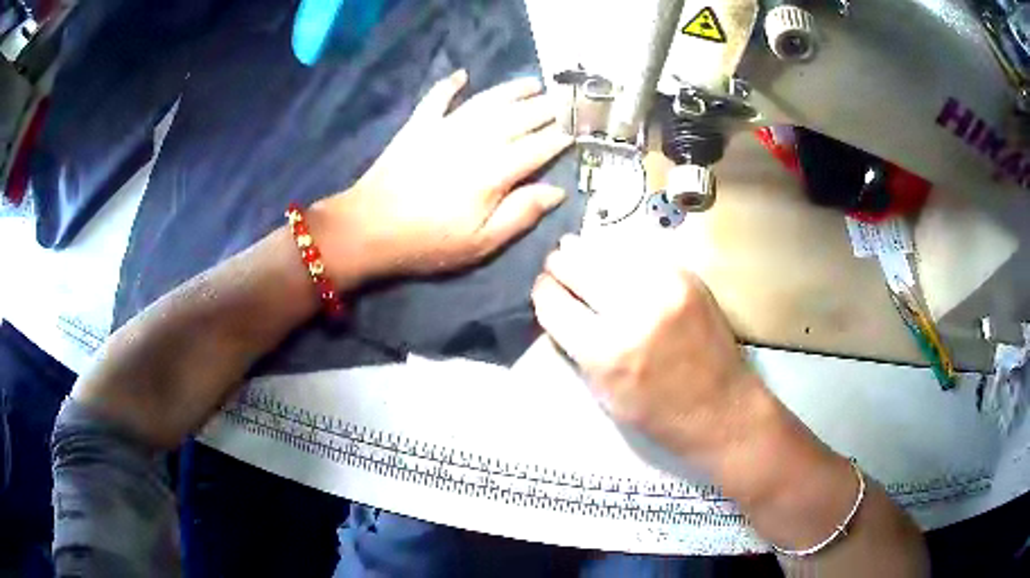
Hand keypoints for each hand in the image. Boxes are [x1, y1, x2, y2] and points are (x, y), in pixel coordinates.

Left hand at [315, 69, 572, 279]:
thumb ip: (521, 214)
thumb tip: (557, 191)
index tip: (577, 130)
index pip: (537, 148)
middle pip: (518, 118)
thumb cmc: (428, 243)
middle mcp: (474, 141)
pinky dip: (450, 84)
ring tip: (533, 83)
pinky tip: (462, 74)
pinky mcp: (418, 126)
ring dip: (512, 90)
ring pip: (486, 101)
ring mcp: (444, 128)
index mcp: (493, 172)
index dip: (559, 138)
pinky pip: (437, 98)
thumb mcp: (481, 243)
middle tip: (565, 100)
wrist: (368, 229)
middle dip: (545, 108)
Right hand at [531, 235, 763, 459]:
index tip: (545, 290)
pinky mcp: (688, 276)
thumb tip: (557, 302)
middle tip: (559, 267)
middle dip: (561, 265)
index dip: (543, 292)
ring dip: (589, 254)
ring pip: (607, 249)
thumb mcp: (602, 392)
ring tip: (581, 255)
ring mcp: (665, 287)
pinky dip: (622, 257)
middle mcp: (634, 310)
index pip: (552, 301)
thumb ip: (576, 344)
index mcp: (605, 350)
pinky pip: (639, 253)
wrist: (721, 408)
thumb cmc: (658, 413)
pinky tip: (618, 265)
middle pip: (576, 263)